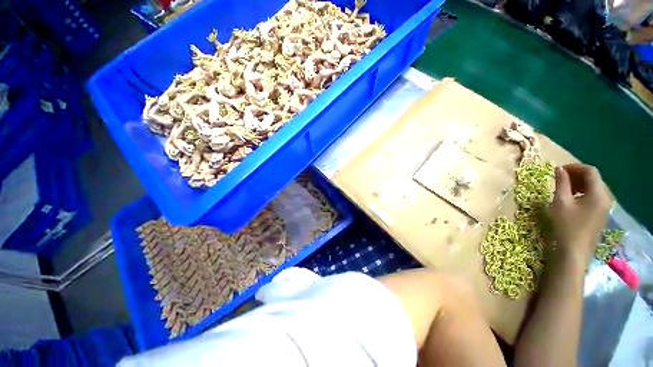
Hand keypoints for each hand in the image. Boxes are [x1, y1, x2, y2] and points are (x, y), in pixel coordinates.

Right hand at [550, 163, 611, 263]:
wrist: (574, 250)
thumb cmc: (566, 225)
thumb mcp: (561, 202)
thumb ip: (561, 183)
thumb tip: (558, 169)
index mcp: (598, 193)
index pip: (590, 171)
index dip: (575, 167)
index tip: (559, 170)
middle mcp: (606, 197)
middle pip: (594, 178)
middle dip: (576, 175)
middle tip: (559, 177)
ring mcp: (605, 206)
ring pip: (594, 187)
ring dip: (579, 183)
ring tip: (564, 187)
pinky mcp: (601, 213)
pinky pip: (594, 196)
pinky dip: (583, 192)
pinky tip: (572, 198)